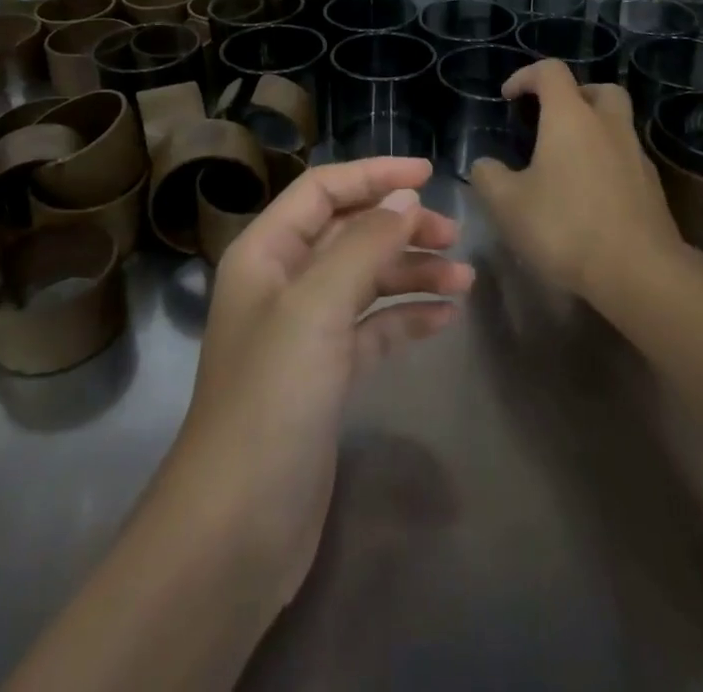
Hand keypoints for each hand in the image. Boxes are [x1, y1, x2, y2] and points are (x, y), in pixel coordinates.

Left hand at [167, 157, 473, 612]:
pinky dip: (405, 317)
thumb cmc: (272, 397)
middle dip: (400, 227)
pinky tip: (444, 318)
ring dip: (411, 273)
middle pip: (348, 232)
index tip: (429, 174)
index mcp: (265, 252)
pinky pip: (371, 328)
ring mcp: (303, 331)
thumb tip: (405, 198)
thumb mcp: (318, 307)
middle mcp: (282, 283)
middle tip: (454, 235)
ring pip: (365, 280)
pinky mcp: (324, 376)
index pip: (323, 190)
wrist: (237, 527)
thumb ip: (364, 244)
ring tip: (464, 281)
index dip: (374, 175)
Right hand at [470, 60, 681, 302]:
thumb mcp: (507, 205)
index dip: (525, 76)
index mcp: (570, 117)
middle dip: (573, 96)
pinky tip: (588, 194)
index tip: (508, 98)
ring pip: (616, 124)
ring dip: (592, 130)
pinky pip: (626, 158)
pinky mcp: (652, 187)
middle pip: (598, 89)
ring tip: (566, 161)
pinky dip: (606, 162)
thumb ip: (489, 177)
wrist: (640, 273)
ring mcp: (636, 155)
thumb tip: (485, 165)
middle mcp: (608, 125)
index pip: (550, 71)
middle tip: (550, 119)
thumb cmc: (566, 227)